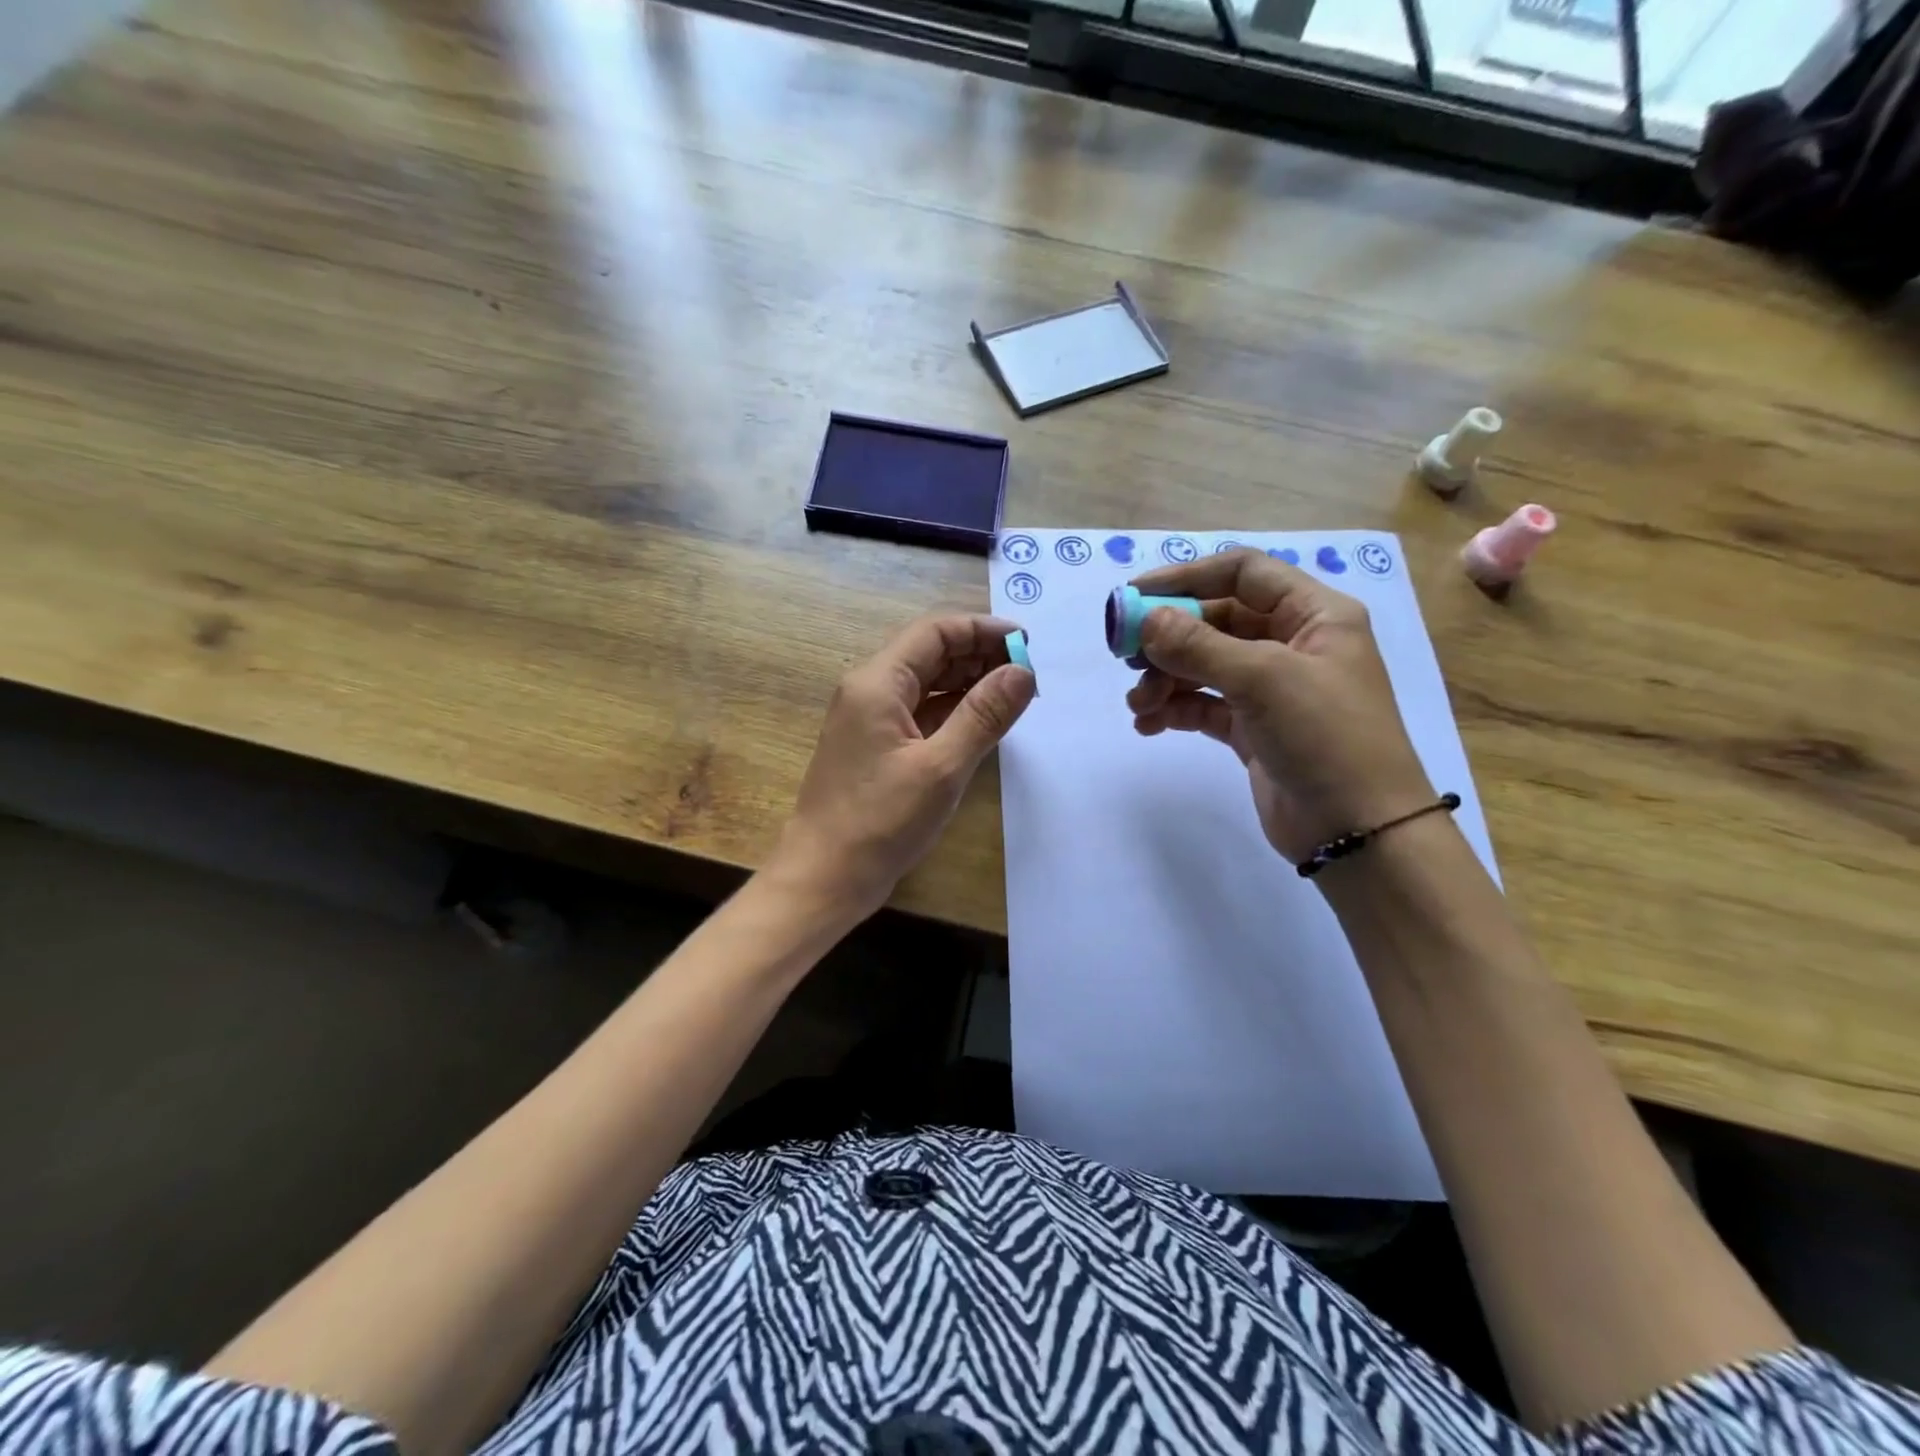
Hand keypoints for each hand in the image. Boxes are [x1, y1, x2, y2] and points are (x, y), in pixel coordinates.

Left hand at [774, 614, 1036, 917]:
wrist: (824, 878)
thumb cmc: (880, 822)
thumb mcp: (941, 767)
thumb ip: (984, 715)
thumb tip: (1023, 671)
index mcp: (877, 683)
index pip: (935, 632)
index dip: (983, 629)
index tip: (1027, 643)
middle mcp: (869, 690)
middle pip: (930, 653)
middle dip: (979, 655)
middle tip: (1028, 673)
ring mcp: (870, 720)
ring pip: (926, 684)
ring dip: (969, 683)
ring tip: (1015, 695)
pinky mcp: (876, 747)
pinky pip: (920, 713)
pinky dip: (953, 711)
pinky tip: (984, 722)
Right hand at [1124, 549, 1433, 864]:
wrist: (1359, 831)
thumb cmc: (1326, 737)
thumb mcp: (1263, 679)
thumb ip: (1198, 645)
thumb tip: (1144, 621)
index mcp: (1313, 614)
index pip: (1242, 573)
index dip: (1186, 577)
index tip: (1133, 595)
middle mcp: (1293, 644)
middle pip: (1215, 621)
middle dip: (1168, 638)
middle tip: (1124, 656)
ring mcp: (1272, 689)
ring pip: (1204, 666)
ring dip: (1165, 679)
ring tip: (1140, 704)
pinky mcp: (1253, 729)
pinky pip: (1203, 706)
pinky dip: (1174, 710)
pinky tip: (1149, 725)